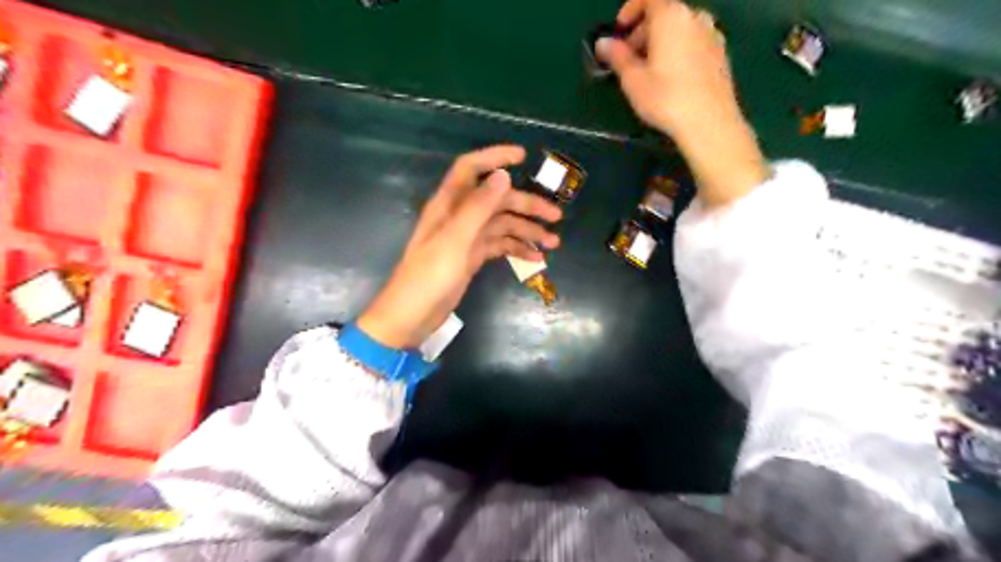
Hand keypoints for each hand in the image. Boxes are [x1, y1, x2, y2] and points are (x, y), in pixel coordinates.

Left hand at [357, 148, 561, 350]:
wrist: (413, 316)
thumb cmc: (429, 277)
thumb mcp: (455, 240)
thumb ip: (478, 207)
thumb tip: (503, 175)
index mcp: (449, 205)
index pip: (471, 169)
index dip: (495, 157)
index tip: (523, 156)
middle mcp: (459, 216)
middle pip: (497, 200)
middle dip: (527, 205)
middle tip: (556, 217)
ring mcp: (467, 237)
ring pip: (502, 225)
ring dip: (527, 231)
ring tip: (554, 243)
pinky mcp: (472, 257)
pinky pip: (499, 245)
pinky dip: (517, 249)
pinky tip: (536, 258)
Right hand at [598, 0, 768, 206]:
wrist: (709, 122)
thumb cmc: (665, 98)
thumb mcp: (633, 80)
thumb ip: (617, 57)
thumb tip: (603, 43)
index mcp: (670, 16)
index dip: (629, 10)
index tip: (619, 33)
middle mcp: (695, 17)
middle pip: (664, 12)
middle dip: (643, 31)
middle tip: (629, 59)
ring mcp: (712, 34)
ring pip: (680, 28)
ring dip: (661, 42)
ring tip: (650, 71)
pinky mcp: (722, 54)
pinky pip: (694, 42)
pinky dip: (679, 50)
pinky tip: (673, 79)